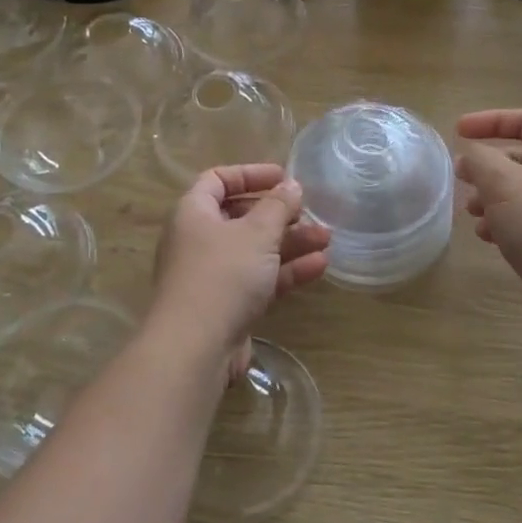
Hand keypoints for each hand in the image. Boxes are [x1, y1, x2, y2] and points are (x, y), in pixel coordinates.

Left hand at [149, 164, 330, 376]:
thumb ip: (278, 206)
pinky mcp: (227, 305)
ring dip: (290, 242)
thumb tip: (291, 185)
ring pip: (255, 250)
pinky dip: (286, 271)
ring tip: (327, 239)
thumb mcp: (257, 233)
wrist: (196, 348)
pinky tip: (319, 266)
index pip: (217, 180)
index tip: (284, 177)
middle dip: (279, 214)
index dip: (250, 174)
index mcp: (193, 213)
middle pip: (241, 216)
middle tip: (311, 213)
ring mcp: (212, 275)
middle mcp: (198, 240)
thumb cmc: (223, 275)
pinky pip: (259, 278)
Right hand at [455, 109, 521, 338]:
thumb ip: (480, 161)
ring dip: (490, 197)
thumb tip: (469, 157)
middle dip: (487, 165)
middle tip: (461, 177)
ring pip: (519, 193)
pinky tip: (486, 237)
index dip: (492, 120)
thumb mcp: (503, 183)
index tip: (458, 131)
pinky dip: (501, 223)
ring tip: (471, 212)